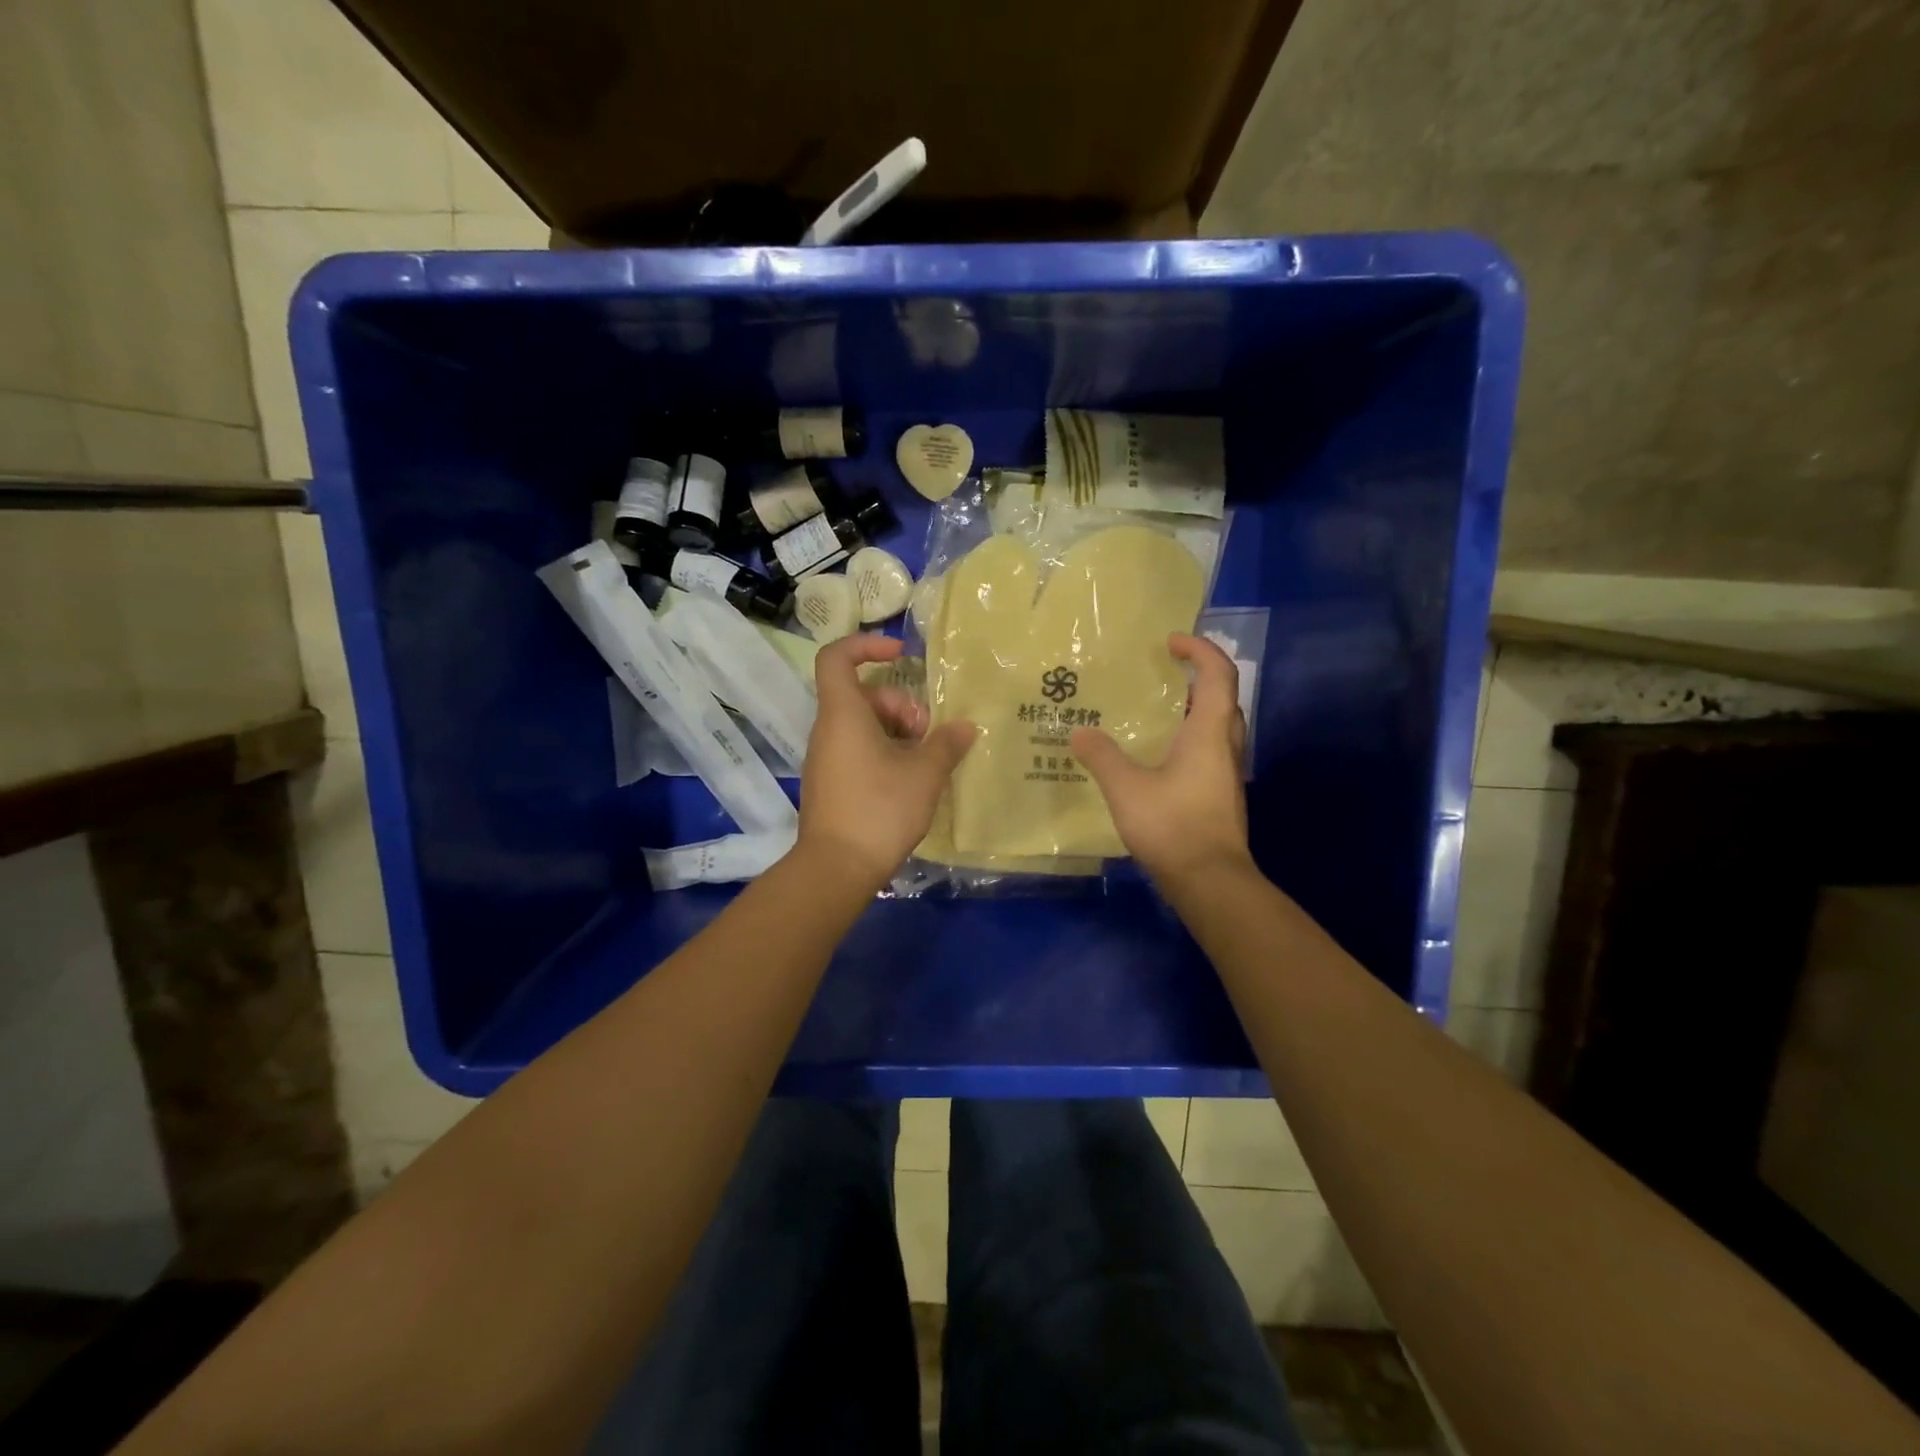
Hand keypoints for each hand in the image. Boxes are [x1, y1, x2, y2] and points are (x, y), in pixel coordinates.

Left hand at [797, 635, 976, 887]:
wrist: (836, 868)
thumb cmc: (879, 809)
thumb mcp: (925, 774)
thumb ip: (947, 743)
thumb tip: (965, 727)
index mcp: (843, 714)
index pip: (837, 657)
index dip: (867, 645)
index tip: (902, 656)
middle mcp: (828, 730)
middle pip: (863, 695)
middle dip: (900, 705)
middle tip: (927, 733)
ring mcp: (826, 758)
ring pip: (863, 725)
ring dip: (897, 732)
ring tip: (925, 761)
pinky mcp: (830, 783)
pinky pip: (857, 750)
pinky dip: (884, 753)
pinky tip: (910, 781)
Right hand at [1071, 632, 1251, 886]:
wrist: (1210, 882)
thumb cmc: (1173, 826)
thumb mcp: (1127, 788)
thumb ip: (1102, 756)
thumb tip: (1079, 732)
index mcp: (1210, 732)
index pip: (1218, 673)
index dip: (1198, 649)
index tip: (1169, 642)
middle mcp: (1226, 746)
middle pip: (1222, 697)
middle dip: (1196, 677)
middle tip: (1161, 674)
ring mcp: (1226, 773)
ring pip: (1216, 726)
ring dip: (1192, 709)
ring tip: (1153, 711)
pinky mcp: (1219, 795)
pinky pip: (1207, 750)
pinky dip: (1187, 738)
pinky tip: (1156, 755)